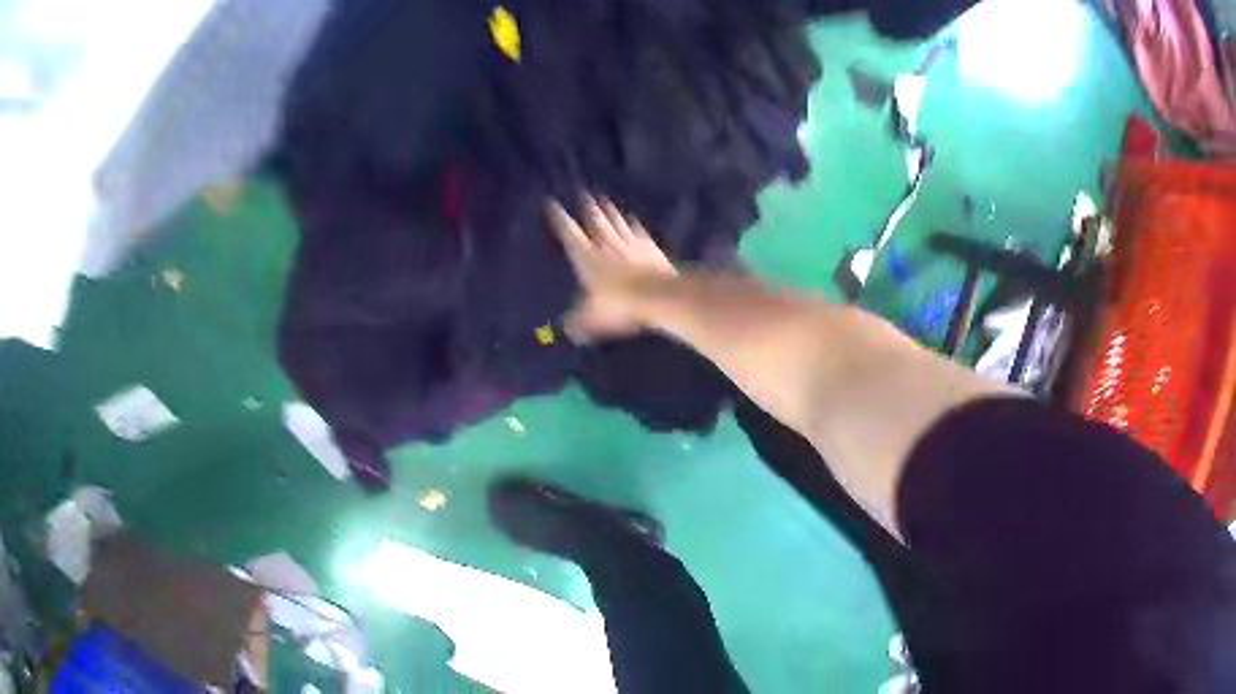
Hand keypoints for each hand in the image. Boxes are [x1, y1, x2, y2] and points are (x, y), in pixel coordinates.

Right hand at [546, 194, 676, 341]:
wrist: (657, 294)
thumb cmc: (619, 305)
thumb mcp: (594, 317)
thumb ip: (580, 321)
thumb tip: (568, 329)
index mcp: (586, 257)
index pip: (569, 233)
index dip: (559, 218)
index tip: (551, 203)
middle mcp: (606, 244)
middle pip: (595, 221)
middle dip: (588, 207)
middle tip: (583, 194)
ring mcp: (630, 243)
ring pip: (617, 222)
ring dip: (609, 211)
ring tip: (604, 200)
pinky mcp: (649, 247)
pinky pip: (638, 232)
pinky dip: (634, 225)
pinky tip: (633, 220)